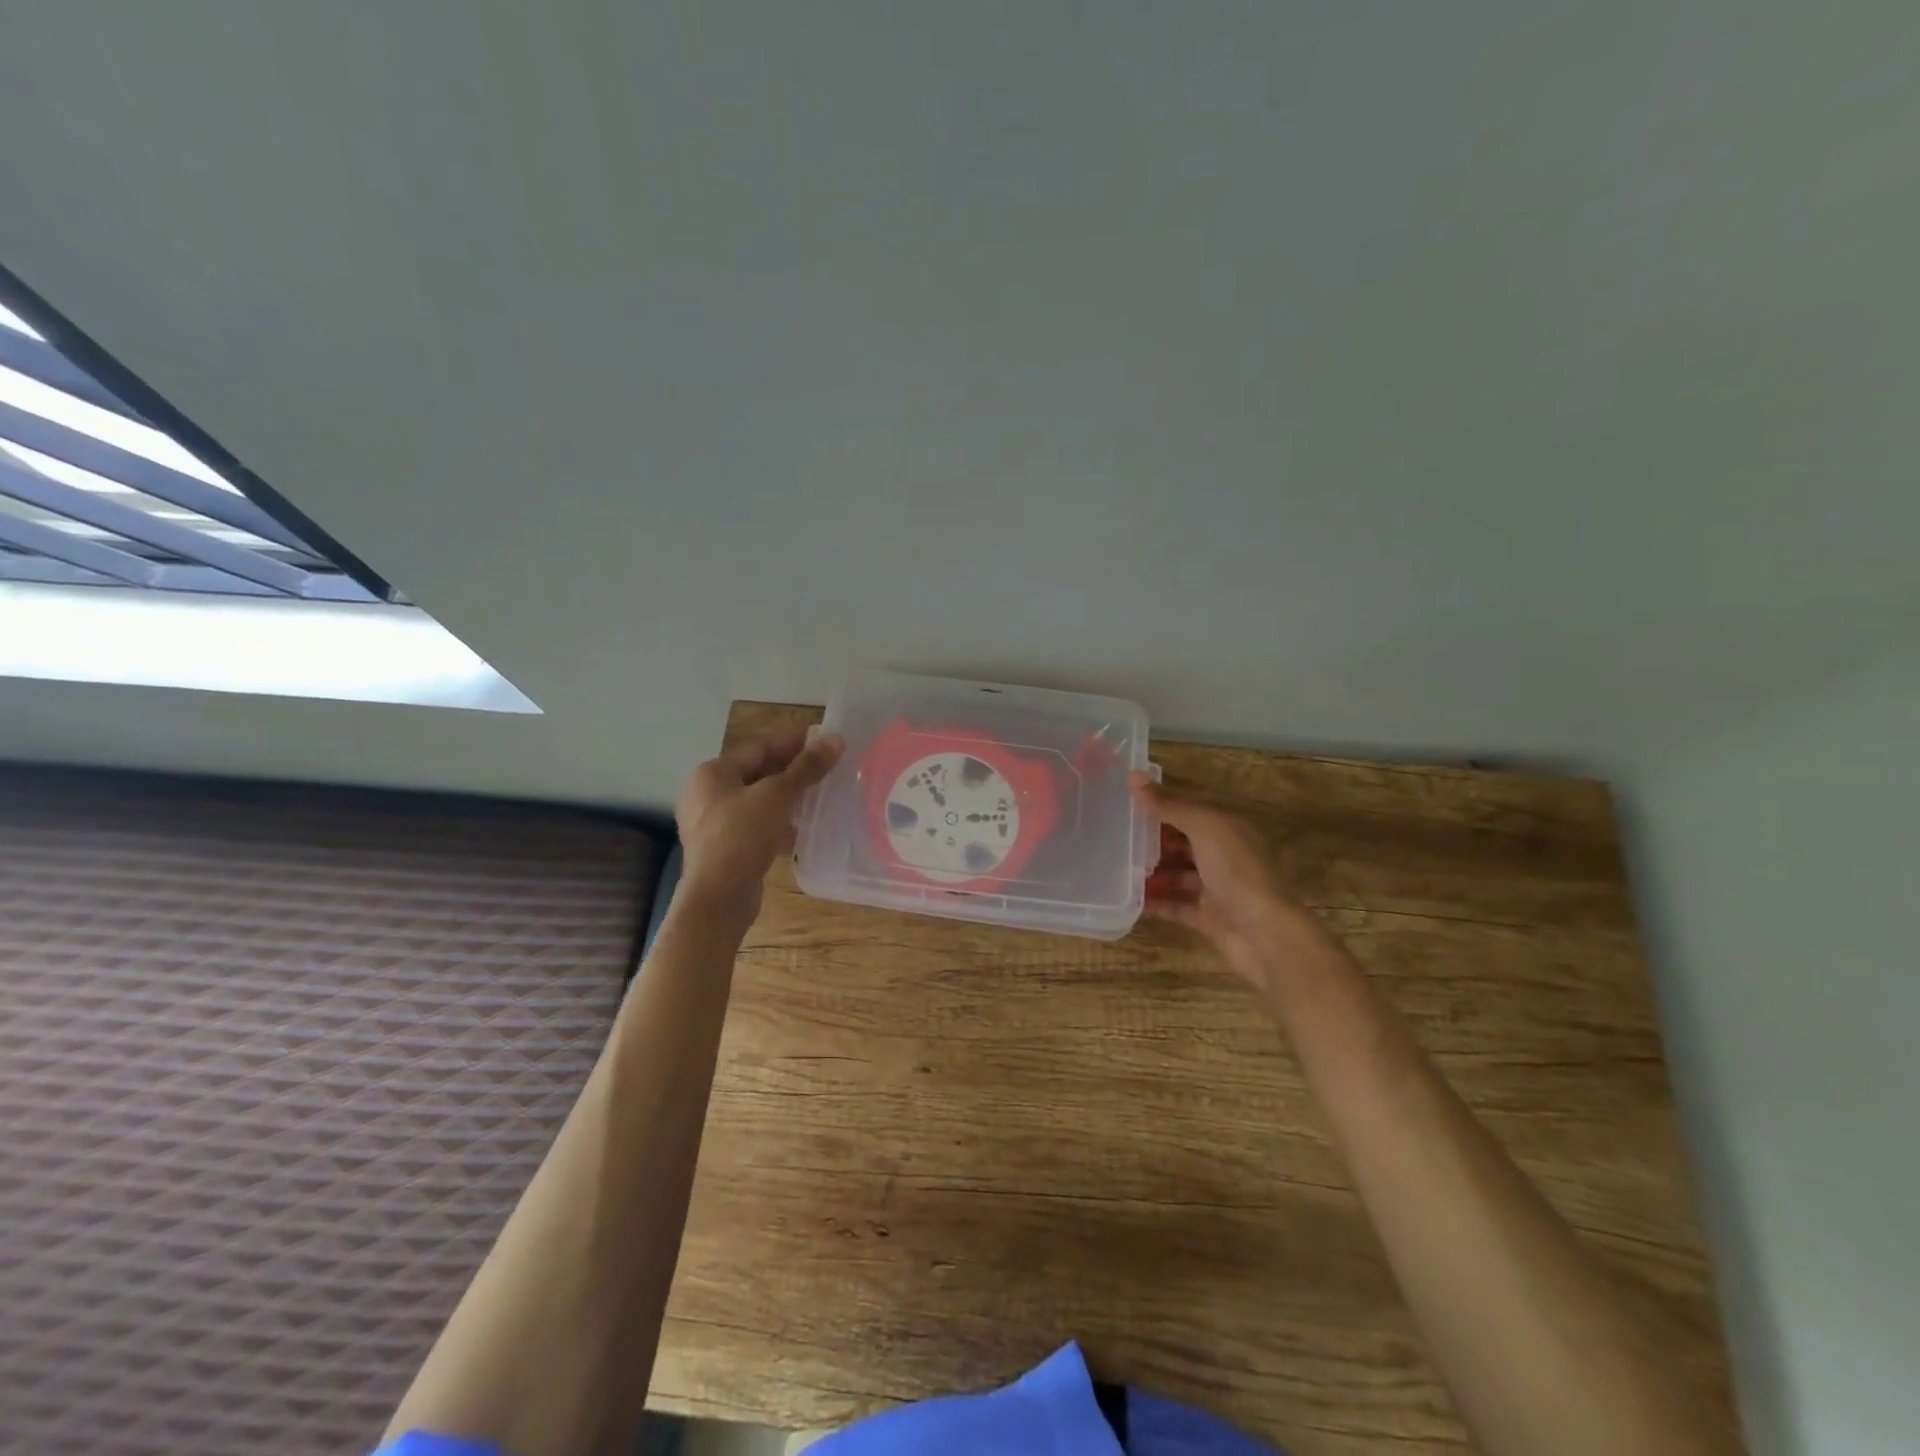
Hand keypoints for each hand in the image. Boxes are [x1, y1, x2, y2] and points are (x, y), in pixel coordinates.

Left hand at [676, 729, 844, 926]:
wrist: (718, 898)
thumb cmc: (742, 836)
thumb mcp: (778, 796)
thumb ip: (807, 767)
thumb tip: (836, 739)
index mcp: (713, 773)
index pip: (758, 746)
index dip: (792, 741)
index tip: (824, 739)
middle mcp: (707, 793)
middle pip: (756, 772)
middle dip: (791, 769)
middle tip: (826, 766)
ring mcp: (713, 823)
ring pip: (757, 800)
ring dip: (787, 796)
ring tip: (820, 794)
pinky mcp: (724, 848)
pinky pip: (755, 824)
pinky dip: (778, 821)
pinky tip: (802, 826)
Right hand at [1130, 774, 1330, 991]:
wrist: (1267, 936)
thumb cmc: (1238, 872)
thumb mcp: (1204, 829)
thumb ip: (1169, 805)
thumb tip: (1132, 775)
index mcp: (1227, 828)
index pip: (1188, 809)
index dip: (1159, 804)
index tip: (1122, 802)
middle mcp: (1223, 855)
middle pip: (1181, 842)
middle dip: (1151, 839)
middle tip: (1113, 836)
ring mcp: (1216, 888)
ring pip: (1177, 874)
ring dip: (1150, 871)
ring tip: (1115, 867)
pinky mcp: (1208, 918)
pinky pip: (1175, 906)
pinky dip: (1154, 903)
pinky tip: (1127, 899)